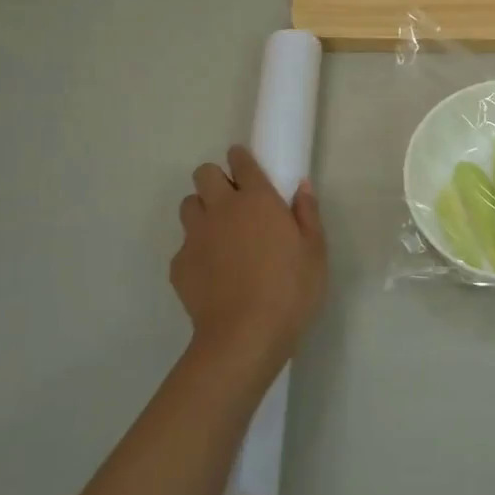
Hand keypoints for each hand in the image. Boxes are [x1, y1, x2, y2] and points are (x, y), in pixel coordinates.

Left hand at [172, 146, 326, 388]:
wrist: (244, 335)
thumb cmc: (290, 289)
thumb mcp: (315, 251)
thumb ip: (307, 213)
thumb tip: (300, 186)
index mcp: (257, 199)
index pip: (240, 161)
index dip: (241, 159)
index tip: (247, 167)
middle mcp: (221, 209)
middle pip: (204, 174)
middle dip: (216, 180)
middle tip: (234, 202)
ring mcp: (195, 236)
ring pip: (188, 205)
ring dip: (202, 210)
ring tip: (220, 234)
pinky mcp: (178, 265)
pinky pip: (184, 245)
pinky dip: (196, 250)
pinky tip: (213, 272)